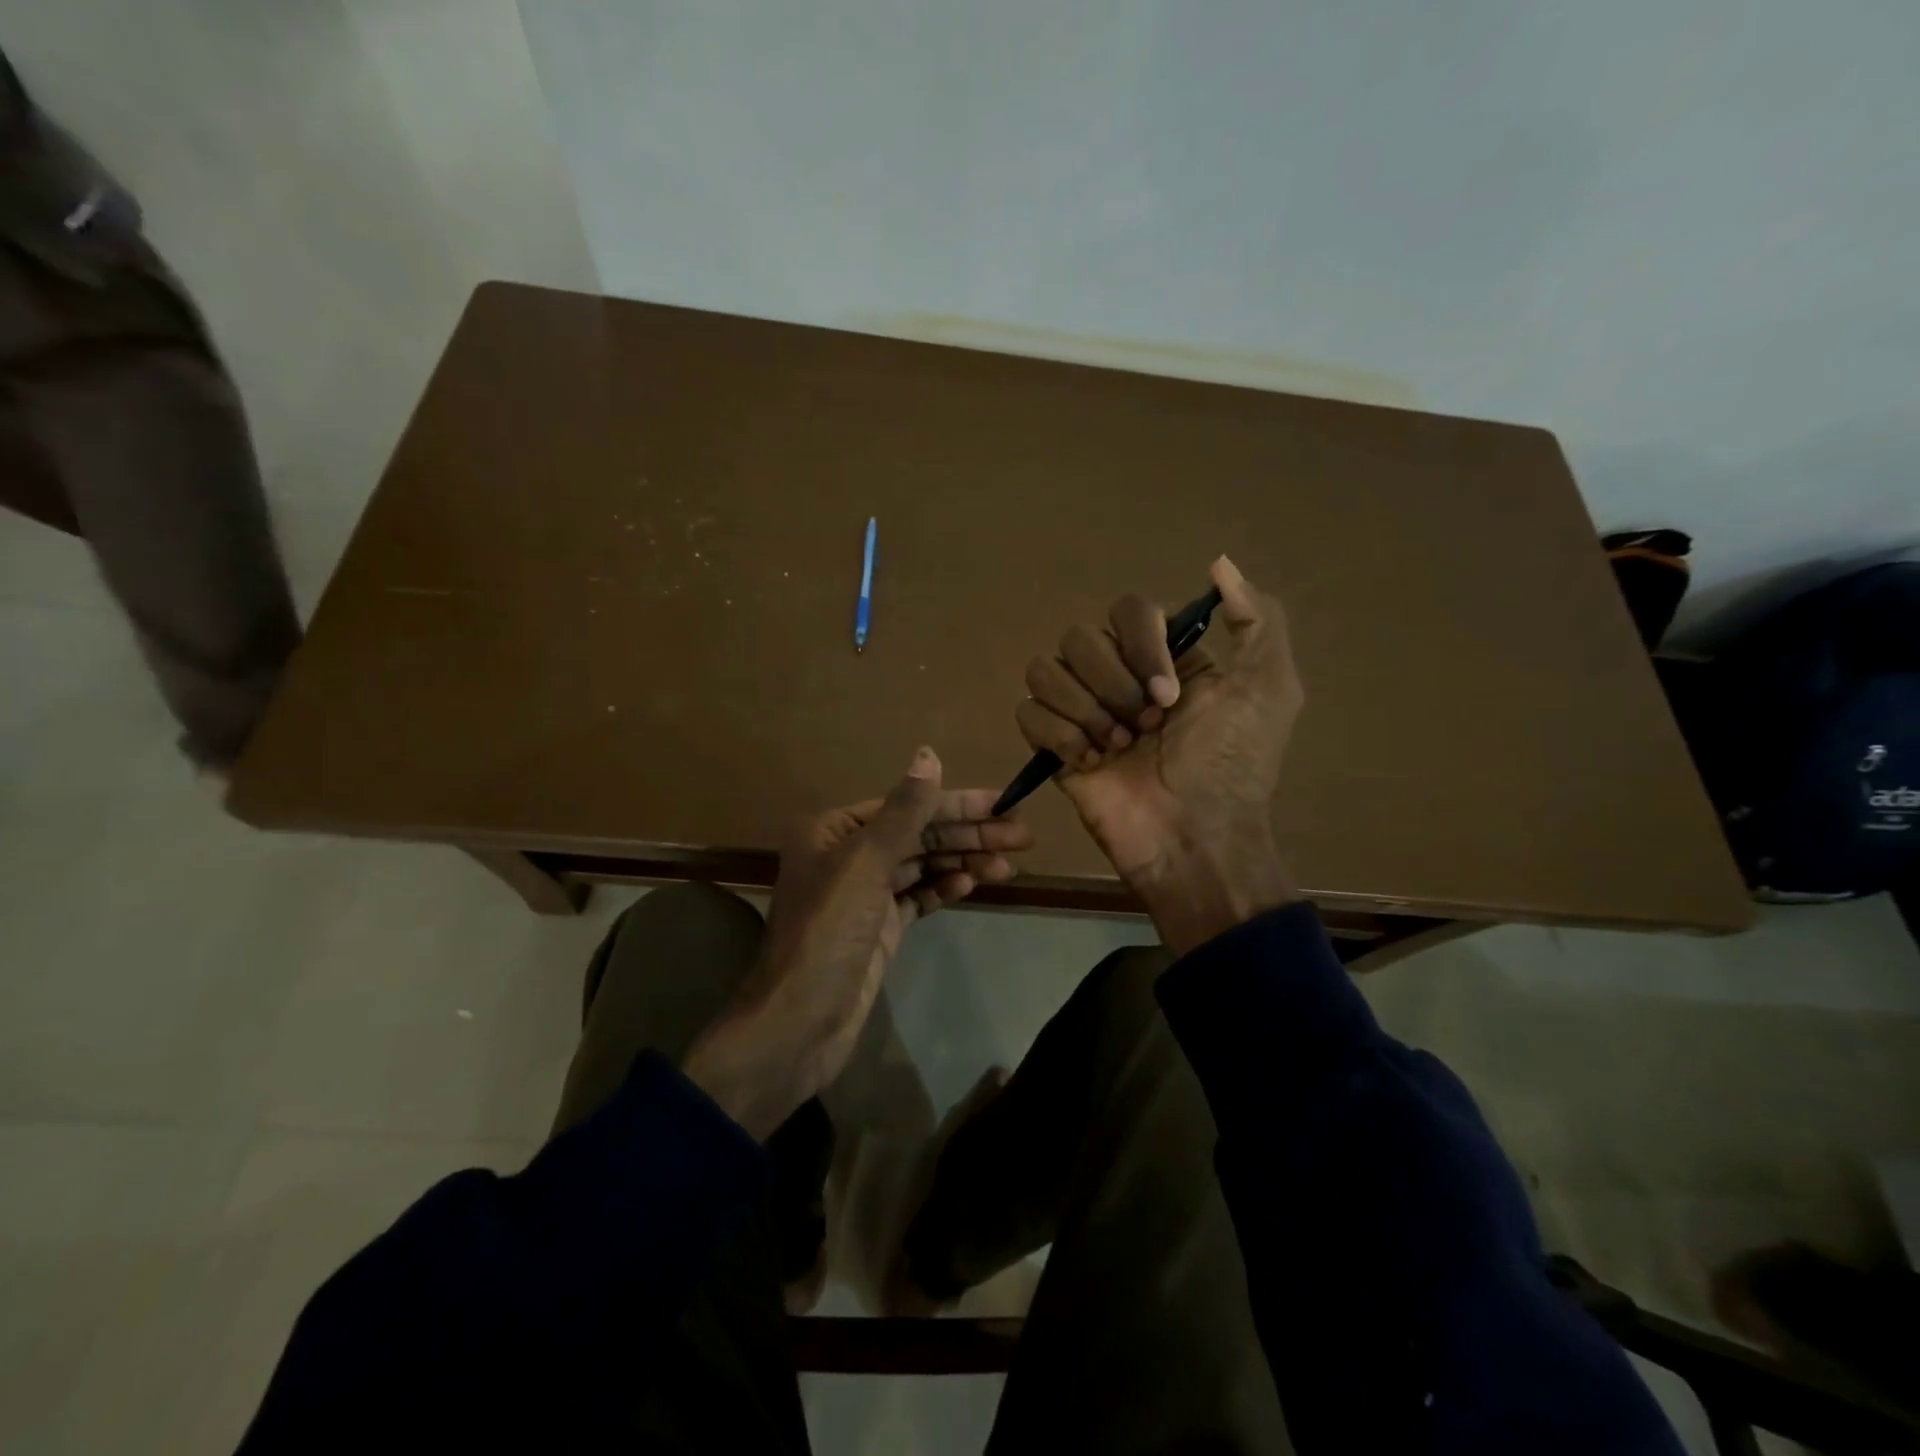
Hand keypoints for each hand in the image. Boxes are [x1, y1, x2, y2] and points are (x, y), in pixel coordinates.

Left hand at [682, 748, 1032, 1138]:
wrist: (800, 1022)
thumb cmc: (828, 931)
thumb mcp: (865, 864)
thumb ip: (903, 811)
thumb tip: (928, 754)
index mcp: (835, 830)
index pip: (908, 806)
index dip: (958, 804)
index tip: (1005, 804)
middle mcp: (848, 854)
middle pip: (919, 835)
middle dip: (969, 834)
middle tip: (1022, 836)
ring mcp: (864, 894)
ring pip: (922, 866)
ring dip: (964, 861)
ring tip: (1008, 865)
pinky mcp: (879, 928)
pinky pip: (918, 897)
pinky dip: (944, 888)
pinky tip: (971, 882)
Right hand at [1016, 555, 1304, 953]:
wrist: (1193, 840)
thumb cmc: (1233, 767)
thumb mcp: (1269, 689)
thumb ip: (1256, 618)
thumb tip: (1217, 562)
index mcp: (1165, 658)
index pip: (1128, 611)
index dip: (1141, 646)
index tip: (1169, 694)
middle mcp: (1119, 676)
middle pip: (1080, 638)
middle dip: (1112, 686)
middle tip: (1145, 728)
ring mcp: (1083, 711)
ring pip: (1045, 670)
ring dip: (1083, 710)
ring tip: (1114, 749)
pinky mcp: (1054, 747)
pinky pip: (1027, 713)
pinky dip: (1055, 734)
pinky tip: (1087, 763)